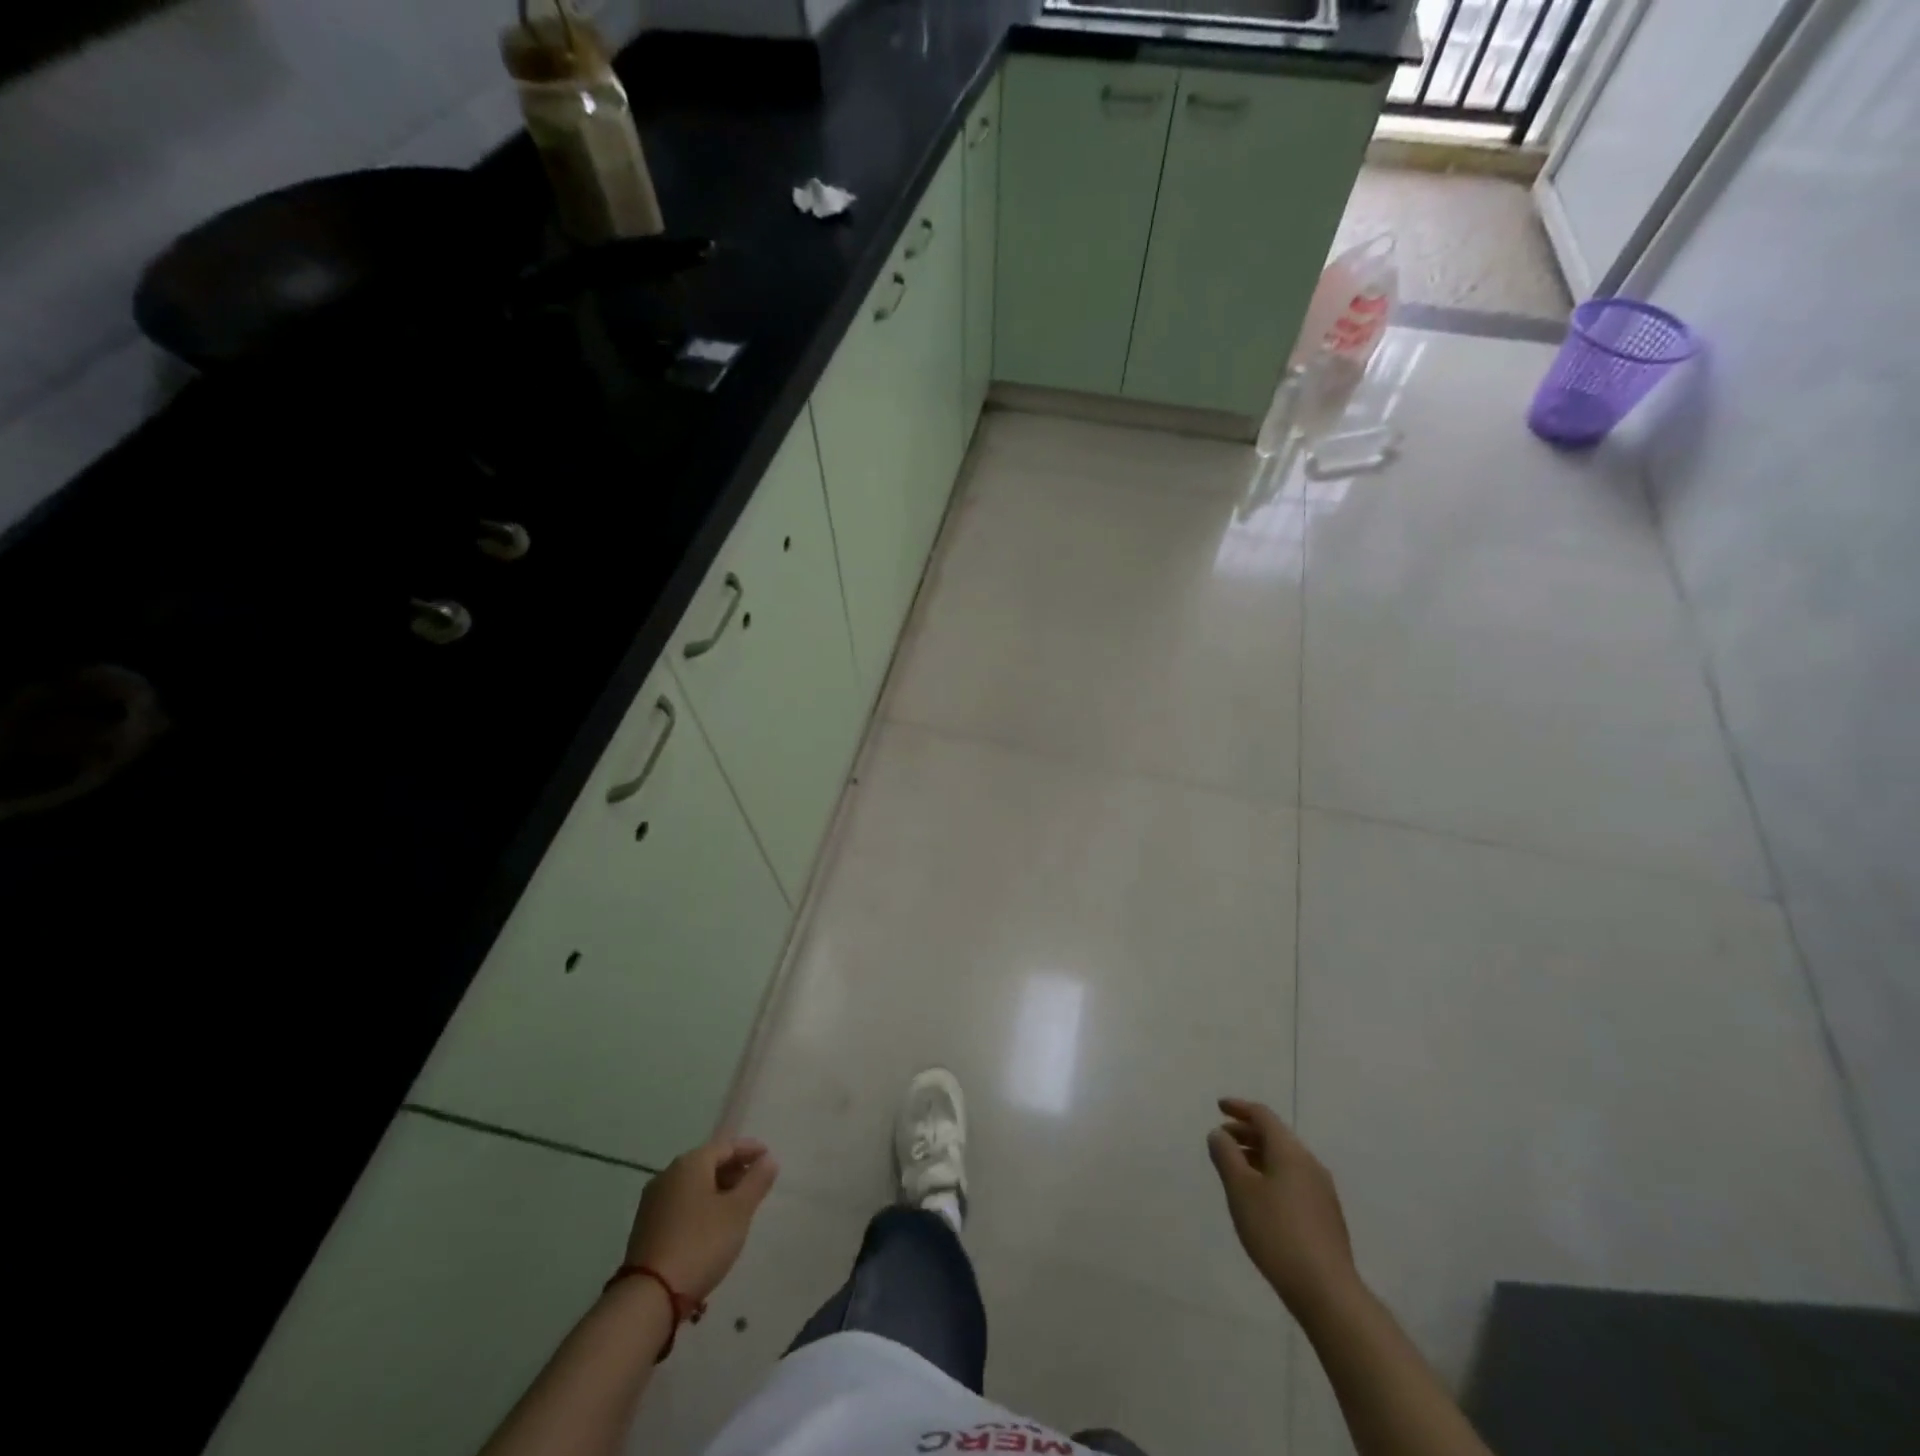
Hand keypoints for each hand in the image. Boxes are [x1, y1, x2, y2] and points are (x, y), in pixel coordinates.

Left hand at [624, 1137, 777, 1302]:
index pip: (726, 1146)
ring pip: (693, 1184)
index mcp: (690, 1163)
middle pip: (707, 1163)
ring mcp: (653, 1201)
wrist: (649, 1296)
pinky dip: (700, 1204)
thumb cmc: (701, 1244)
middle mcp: (668, 1174)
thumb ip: (756, 1181)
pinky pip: (680, 1203)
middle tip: (755, 1182)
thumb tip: (768, 1159)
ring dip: (717, 1188)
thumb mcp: (738, 1211)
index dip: (750, 1149)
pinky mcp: (646, 1226)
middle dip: (733, 1169)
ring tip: (737, 1205)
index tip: (768, 1157)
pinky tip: (711, 1223)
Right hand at [1208, 1098, 1358, 1314]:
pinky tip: (1260, 1197)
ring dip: (1258, 1155)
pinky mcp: (1326, 1215)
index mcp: (1290, 1152)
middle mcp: (1309, 1164)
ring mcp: (1321, 1191)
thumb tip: (1219, 1134)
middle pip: (1275, 1136)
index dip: (1239, 1108)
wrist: (1327, 1291)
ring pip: (1285, 1159)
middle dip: (1246, 1133)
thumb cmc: (1276, 1232)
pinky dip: (1271, 1175)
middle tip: (1222, 1140)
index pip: (1262, 1116)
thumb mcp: (1240, 1189)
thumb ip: (1226, 1155)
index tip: (1219, 1107)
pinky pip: (1293, 1179)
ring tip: (1236, 1169)